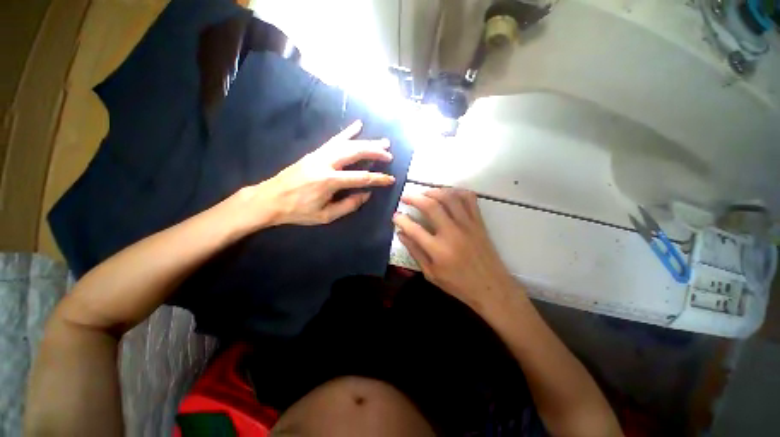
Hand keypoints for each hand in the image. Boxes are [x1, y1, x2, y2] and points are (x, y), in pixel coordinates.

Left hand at [228, 120, 395, 229]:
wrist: (269, 199)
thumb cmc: (298, 211)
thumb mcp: (325, 215)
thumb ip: (349, 205)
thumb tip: (366, 194)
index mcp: (329, 181)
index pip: (361, 178)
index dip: (378, 179)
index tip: (391, 179)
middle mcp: (326, 163)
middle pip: (355, 153)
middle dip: (375, 153)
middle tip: (389, 155)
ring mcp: (319, 155)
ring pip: (347, 143)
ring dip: (367, 142)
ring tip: (382, 142)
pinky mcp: (314, 152)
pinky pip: (334, 140)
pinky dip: (347, 132)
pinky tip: (357, 125)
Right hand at [392, 188, 521, 311]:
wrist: (491, 287)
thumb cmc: (458, 284)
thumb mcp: (431, 273)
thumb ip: (415, 252)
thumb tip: (401, 234)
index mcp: (438, 250)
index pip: (414, 229)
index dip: (401, 220)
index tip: (395, 215)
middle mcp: (452, 233)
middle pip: (431, 206)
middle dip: (414, 198)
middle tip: (406, 197)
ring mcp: (467, 225)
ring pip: (449, 197)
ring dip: (434, 191)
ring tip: (424, 193)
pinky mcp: (479, 222)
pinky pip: (469, 199)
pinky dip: (457, 191)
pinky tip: (448, 194)